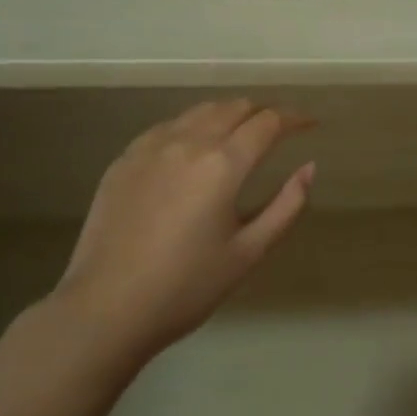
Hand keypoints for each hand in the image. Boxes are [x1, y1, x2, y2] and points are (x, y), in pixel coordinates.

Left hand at [54, 100, 313, 359]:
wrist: (106, 308)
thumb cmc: (186, 287)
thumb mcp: (249, 252)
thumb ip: (286, 206)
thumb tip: (309, 167)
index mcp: (223, 164)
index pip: (269, 122)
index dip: (295, 118)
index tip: (310, 123)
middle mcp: (188, 142)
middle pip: (234, 107)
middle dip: (263, 112)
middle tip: (279, 130)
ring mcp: (151, 146)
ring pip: (200, 110)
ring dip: (229, 114)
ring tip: (241, 133)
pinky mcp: (125, 159)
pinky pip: (168, 126)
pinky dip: (193, 126)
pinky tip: (195, 147)